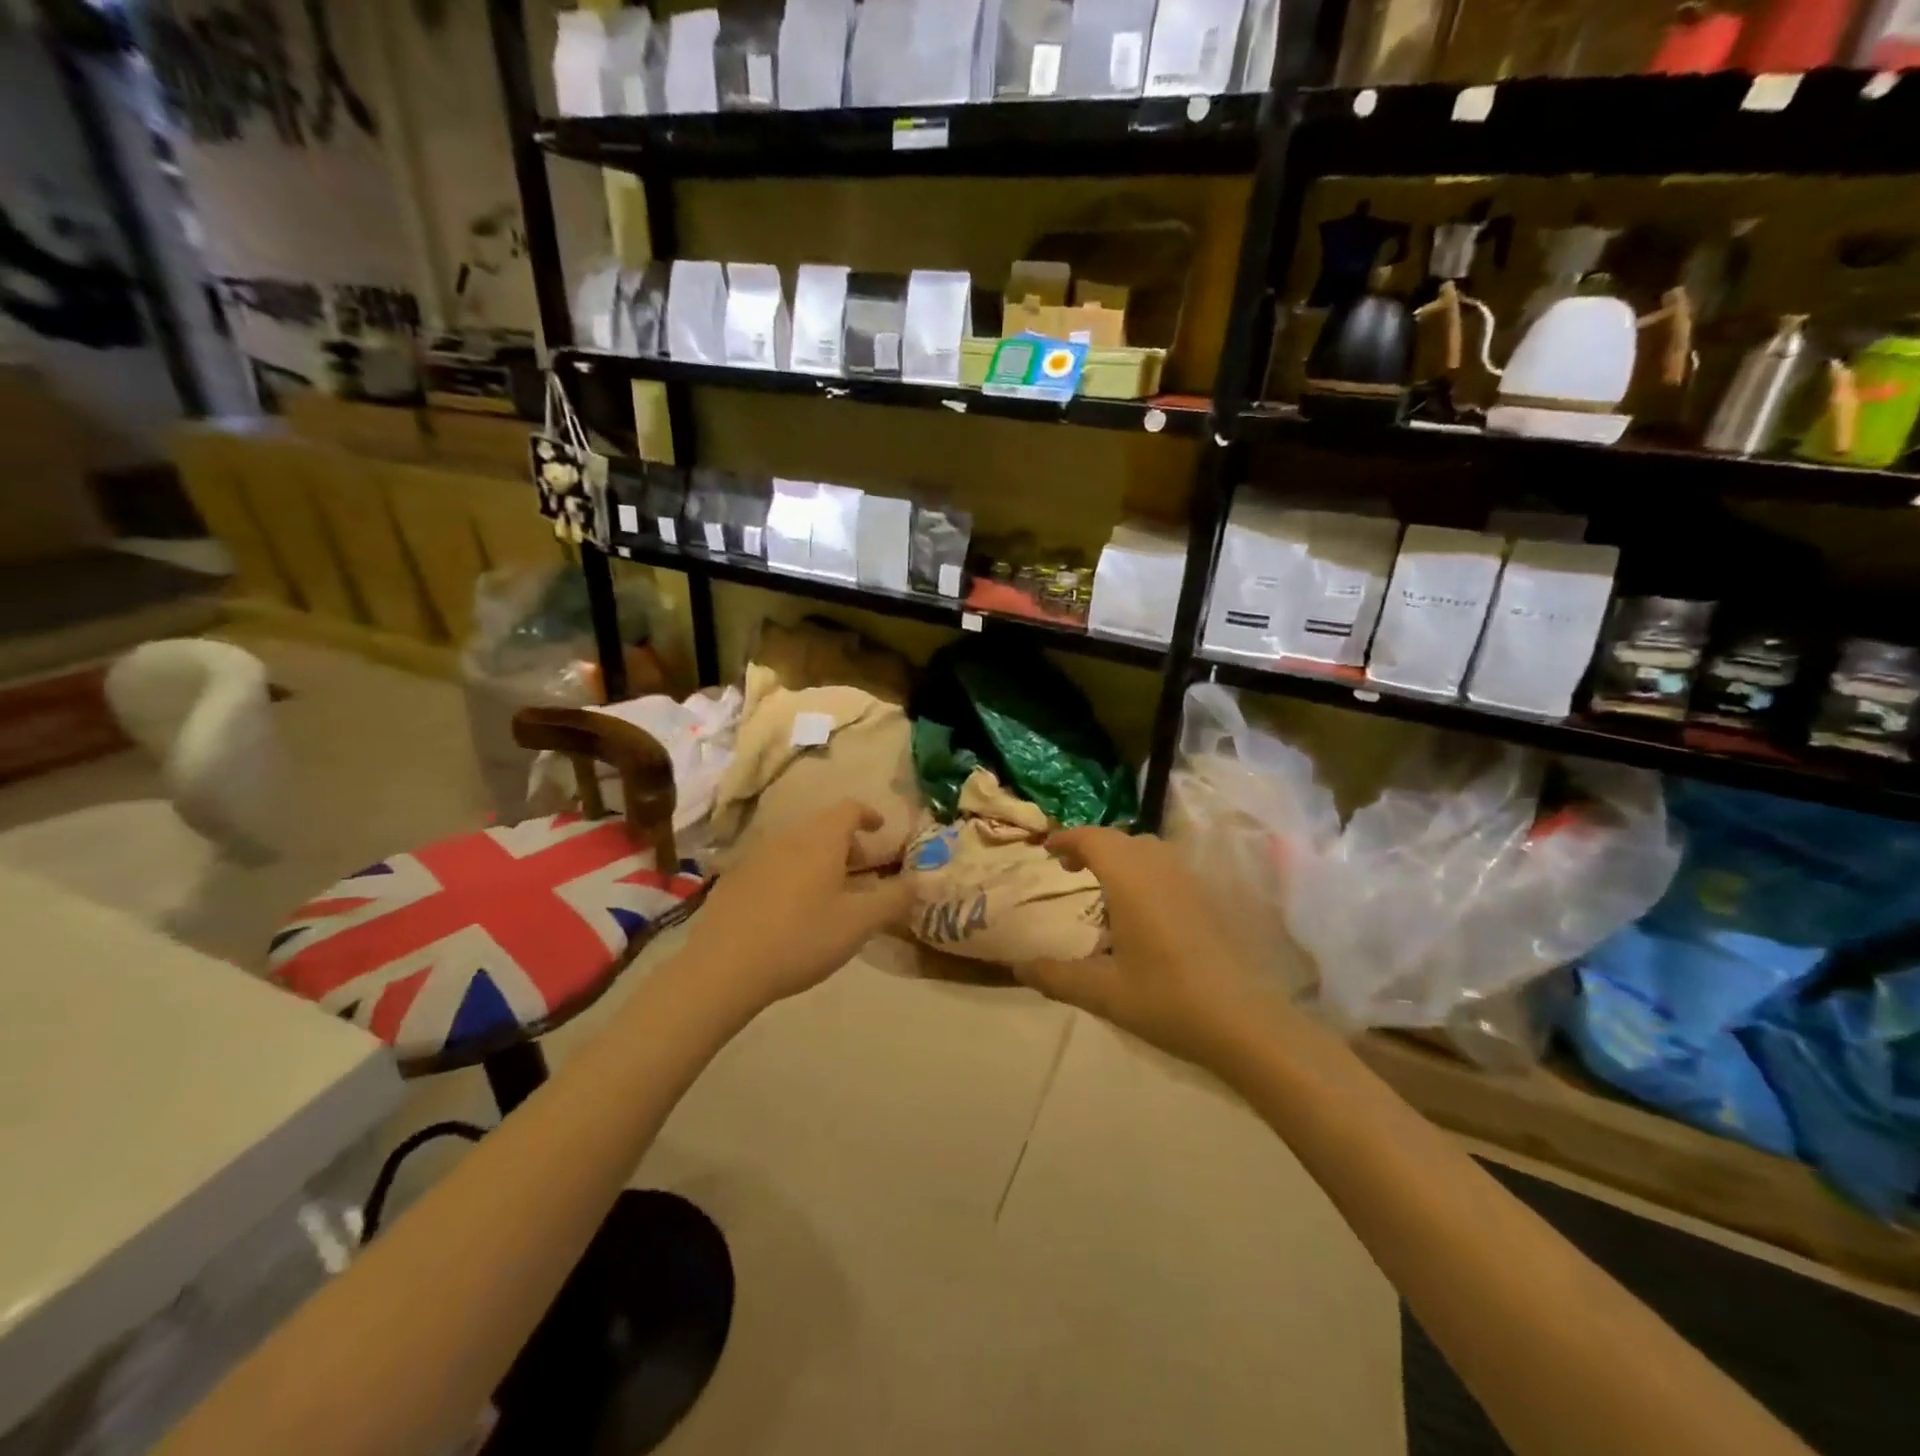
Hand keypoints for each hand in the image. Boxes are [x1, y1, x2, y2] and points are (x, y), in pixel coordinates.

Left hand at [680, 799, 913, 1014]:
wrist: (723, 967)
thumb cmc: (801, 938)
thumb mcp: (859, 923)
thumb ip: (894, 899)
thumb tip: (918, 882)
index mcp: (821, 840)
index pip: (849, 809)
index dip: (869, 815)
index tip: (881, 830)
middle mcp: (788, 837)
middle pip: (823, 827)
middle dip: (847, 844)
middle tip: (862, 872)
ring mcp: (756, 856)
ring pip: (797, 846)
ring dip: (819, 860)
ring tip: (829, 894)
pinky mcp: (734, 880)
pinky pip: (773, 865)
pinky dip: (792, 875)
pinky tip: (790, 911)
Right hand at [1014, 828, 1291, 1076]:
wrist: (1244, 1021)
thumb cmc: (1167, 1000)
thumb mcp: (1102, 993)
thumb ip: (1056, 976)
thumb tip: (1018, 967)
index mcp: (1130, 879)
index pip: (1092, 839)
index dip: (1067, 839)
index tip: (1047, 851)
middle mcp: (1159, 867)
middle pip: (1119, 839)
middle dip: (1091, 846)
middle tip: (1070, 869)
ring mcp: (1189, 879)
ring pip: (1147, 849)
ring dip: (1121, 856)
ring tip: (1104, 886)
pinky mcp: (1209, 896)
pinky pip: (1167, 866)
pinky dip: (1144, 870)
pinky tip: (1142, 909)